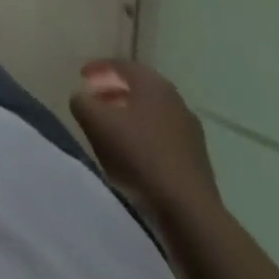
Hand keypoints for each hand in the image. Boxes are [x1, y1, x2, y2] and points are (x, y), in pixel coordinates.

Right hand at [69, 60, 219, 222]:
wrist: (190, 213)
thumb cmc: (139, 155)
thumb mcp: (95, 122)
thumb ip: (81, 102)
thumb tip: (82, 98)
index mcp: (152, 83)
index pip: (120, 65)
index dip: (97, 68)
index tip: (81, 77)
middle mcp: (175, 100)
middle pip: (138, 88)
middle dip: (113, 92)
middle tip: (95, 101)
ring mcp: (190, 131)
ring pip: (151, 114)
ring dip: (130, 116)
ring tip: (111, 130)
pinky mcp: (198, 160)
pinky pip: (163, 137)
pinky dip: (145, 138)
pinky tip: (134, 155)